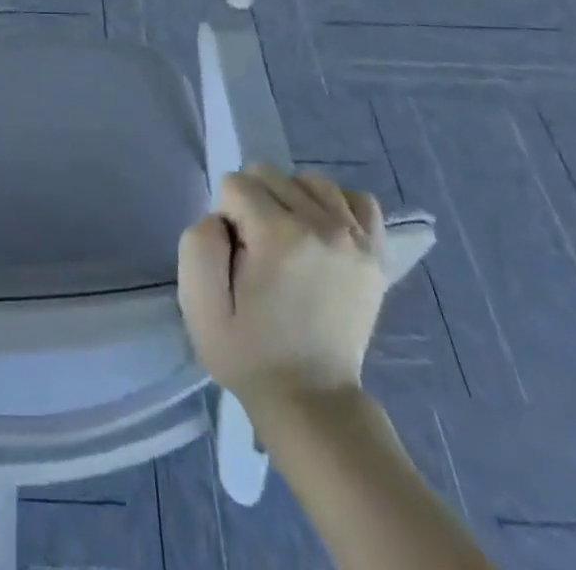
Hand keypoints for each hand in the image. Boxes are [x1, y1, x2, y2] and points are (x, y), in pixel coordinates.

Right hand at [178, 166, 387, 410]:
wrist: (312, 401)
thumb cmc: (248, 352)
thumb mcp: (199, 304)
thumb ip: (198, 243)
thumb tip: (221, 216)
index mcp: (279, 235)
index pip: (236, 184)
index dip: (226, 216)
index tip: (235, 258)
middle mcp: (323, 226)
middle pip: (271, 174)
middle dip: (253, 203)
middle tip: (257, 252)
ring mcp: (356, 239)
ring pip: (311, 181)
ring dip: (291, 200)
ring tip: (287, 239)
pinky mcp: (377, 254)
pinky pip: (358, 200)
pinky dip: (336, 206)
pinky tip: (322, 232)